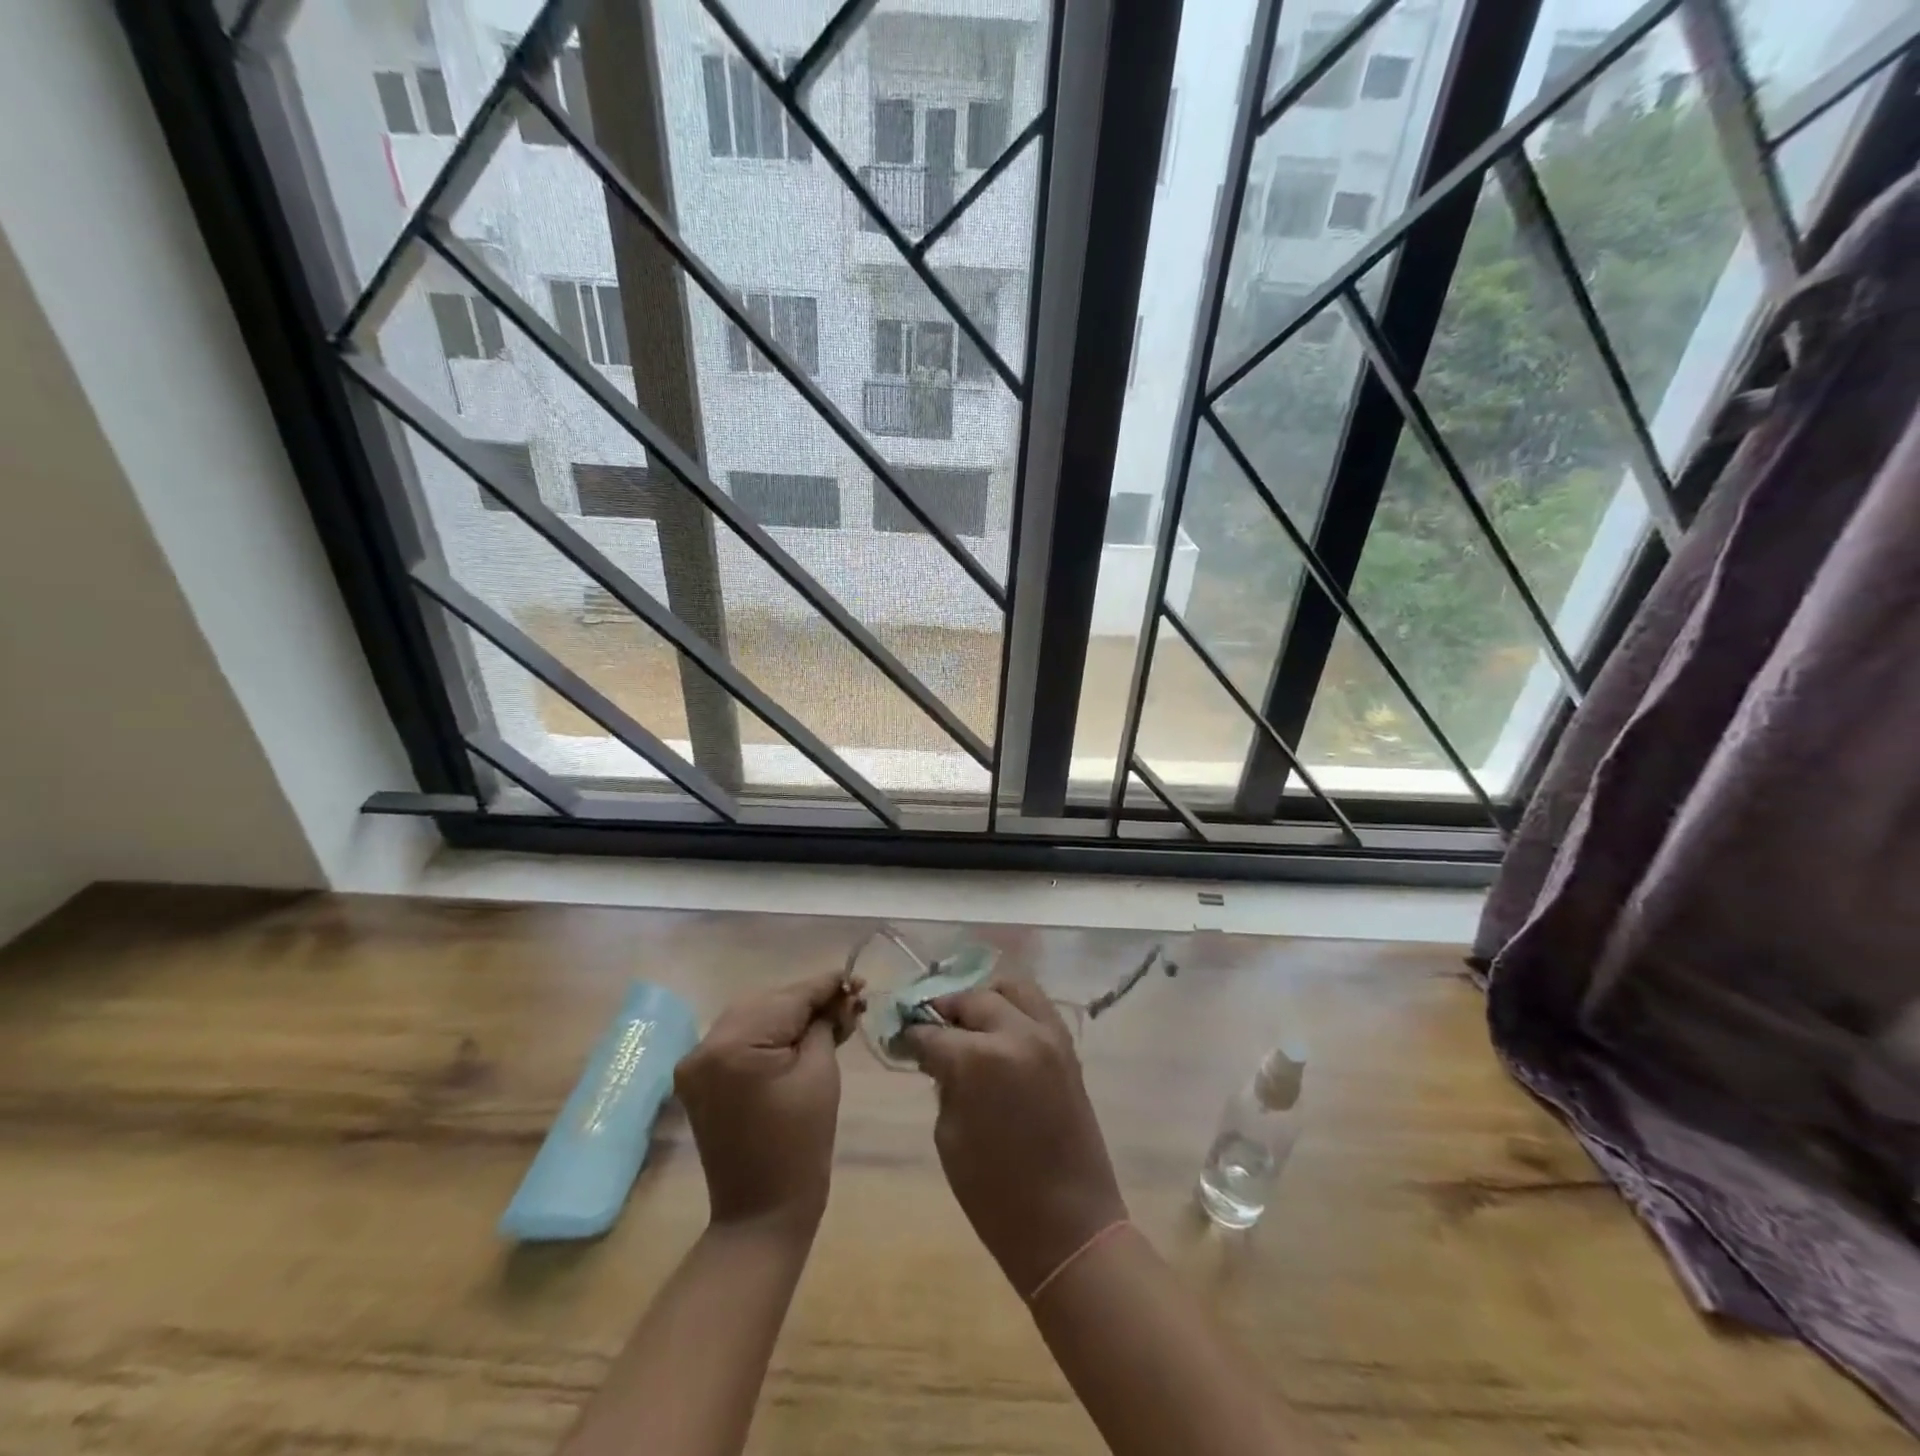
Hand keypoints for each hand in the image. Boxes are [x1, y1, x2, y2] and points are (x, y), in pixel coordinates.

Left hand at [675, 970, 863, 1235]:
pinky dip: (769, 1033)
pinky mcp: (700, 1078)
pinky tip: (799, 1034)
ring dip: (791, 1014)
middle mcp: (705, 1045)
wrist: (760, 1214)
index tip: (858, 978)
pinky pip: (740, 1038)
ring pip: (754, 1016)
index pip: (789, 997)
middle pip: (769, 1002)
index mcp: (733, 1044)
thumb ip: (827, 1024)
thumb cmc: (800, 1145)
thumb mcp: (821, 1073)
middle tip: (851, 1001)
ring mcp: (697, 1062)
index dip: (826, 986)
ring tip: (831, 1016)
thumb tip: (840, 997)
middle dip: (810, 1000)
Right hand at [903, 975, 1127, 1296]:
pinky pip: (1037, 1006)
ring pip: (1011, 988)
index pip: (932, 1032)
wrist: (1069, 1226)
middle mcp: (1016, 1033)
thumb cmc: (995, 1195)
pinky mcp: (1068, 1046)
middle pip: (971, 1000)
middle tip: (931, 1029)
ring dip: (985, 998)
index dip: (911, 1035)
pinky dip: (1014, 1008)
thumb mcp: (949, 1136)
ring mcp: (1048, 1035)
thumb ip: (944, 1082)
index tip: (900, 1038)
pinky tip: (999, 1030)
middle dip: (945, 1011)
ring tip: (970, 1022)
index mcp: (978, 1059)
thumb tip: (938, 1054)